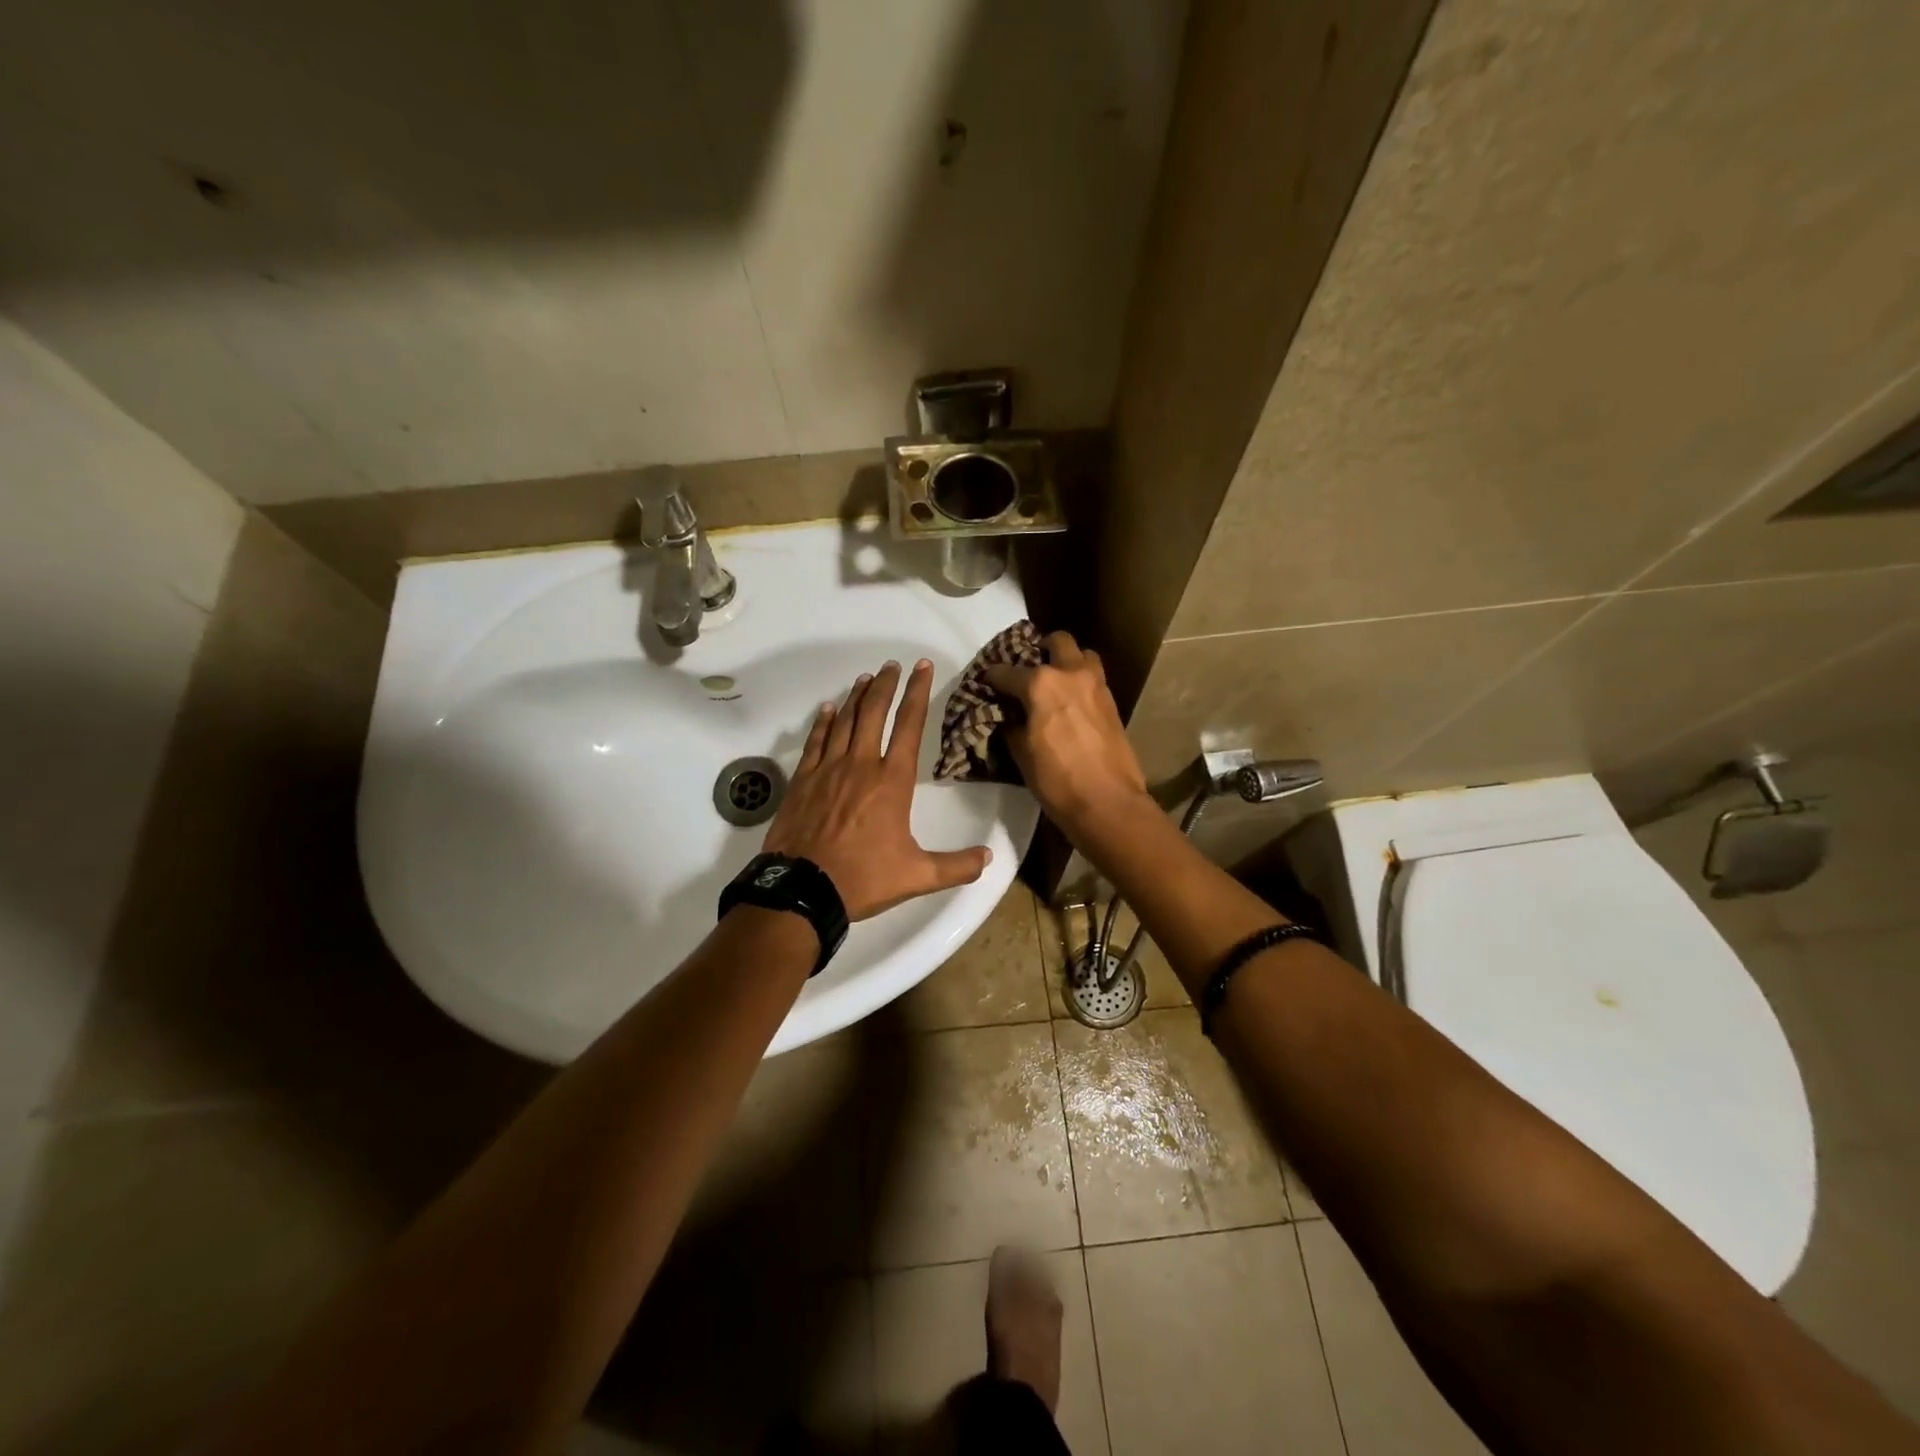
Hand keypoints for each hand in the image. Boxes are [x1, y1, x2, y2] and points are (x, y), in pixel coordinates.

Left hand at [762, 659, 991, 919]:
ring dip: (857, 697)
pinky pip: (815, 741)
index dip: (918, 692)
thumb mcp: (918, 876)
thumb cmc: (863, 878)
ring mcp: (828, 769)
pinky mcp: (803, 780)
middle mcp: (860, 765)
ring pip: (844, 721)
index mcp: (891, 781)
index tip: (921, 668)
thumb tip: (989, 858)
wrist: (802, 889)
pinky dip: (823, 722)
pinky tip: (827, 709)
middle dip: (886, 685)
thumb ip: (956, 866)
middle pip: (874, 712)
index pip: (909, 725)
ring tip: (866, 678)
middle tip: (892, 665)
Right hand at [982, 631, 1148, 834]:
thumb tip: (1008, 716)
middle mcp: (1070, 673)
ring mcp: (1096, 684)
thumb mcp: (1021, 753)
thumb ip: (1011, 725)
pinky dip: (1080, 680)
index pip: (1006, 672)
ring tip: (1055, 680)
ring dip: (1067, 660)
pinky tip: (1070, 701)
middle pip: (1056, 641)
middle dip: (1039, 649)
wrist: (1107, 802)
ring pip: (1083, 654)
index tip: (985, 684)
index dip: (991, 678)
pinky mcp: (1112, 701)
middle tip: (1028, 668)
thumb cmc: (1057, 780)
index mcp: (1041, 684)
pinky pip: (1094, 677)